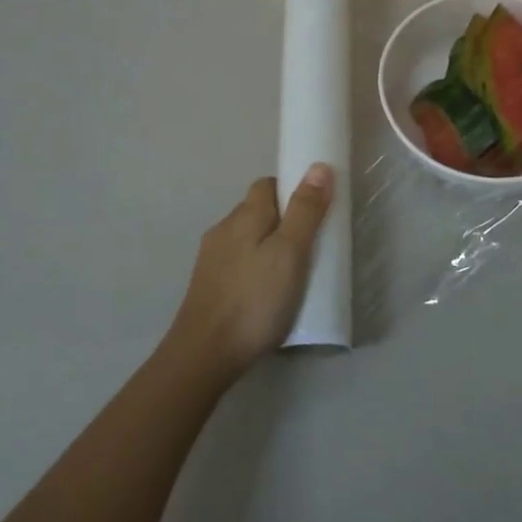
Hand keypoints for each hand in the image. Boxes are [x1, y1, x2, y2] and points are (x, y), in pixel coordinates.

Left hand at [169, 164, 334, 378]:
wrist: (203, 355)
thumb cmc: (254, 300)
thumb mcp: (291, 253)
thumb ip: (305, 210)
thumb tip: (319, 166)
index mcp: (245, 215)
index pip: (268, 184)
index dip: (292, 190)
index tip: (316, 211)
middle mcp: (224, 229)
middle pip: (258, 211)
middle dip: (285, 220)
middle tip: (311, 245)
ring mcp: (212, 259)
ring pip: (248, 239)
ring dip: (270, 246)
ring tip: (294, 273)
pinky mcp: (208, 286)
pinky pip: (239, 263)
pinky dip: (257, 268)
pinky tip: (268, 294)